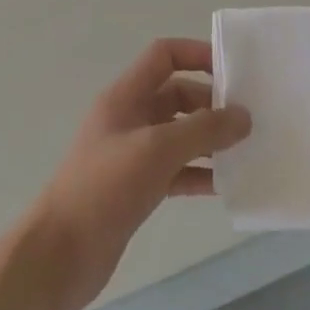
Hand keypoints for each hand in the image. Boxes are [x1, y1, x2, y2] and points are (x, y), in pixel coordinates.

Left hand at [29, 39, 250, 309]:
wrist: (61, 255)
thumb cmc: (105, 188)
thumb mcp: (157, 150)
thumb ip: (203, 130)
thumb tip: (243, 116)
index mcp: (125, 96)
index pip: (164, 56)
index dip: (197, 54)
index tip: (233, 71)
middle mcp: (129, 118)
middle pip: (176, 94)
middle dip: (210, 103)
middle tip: (248, 120)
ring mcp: (132, 154)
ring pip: (179, 134)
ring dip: (209, 140)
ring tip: (247, 151)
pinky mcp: (137, 188)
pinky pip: (176, 170)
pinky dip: (199, 173)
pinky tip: (226, 186)